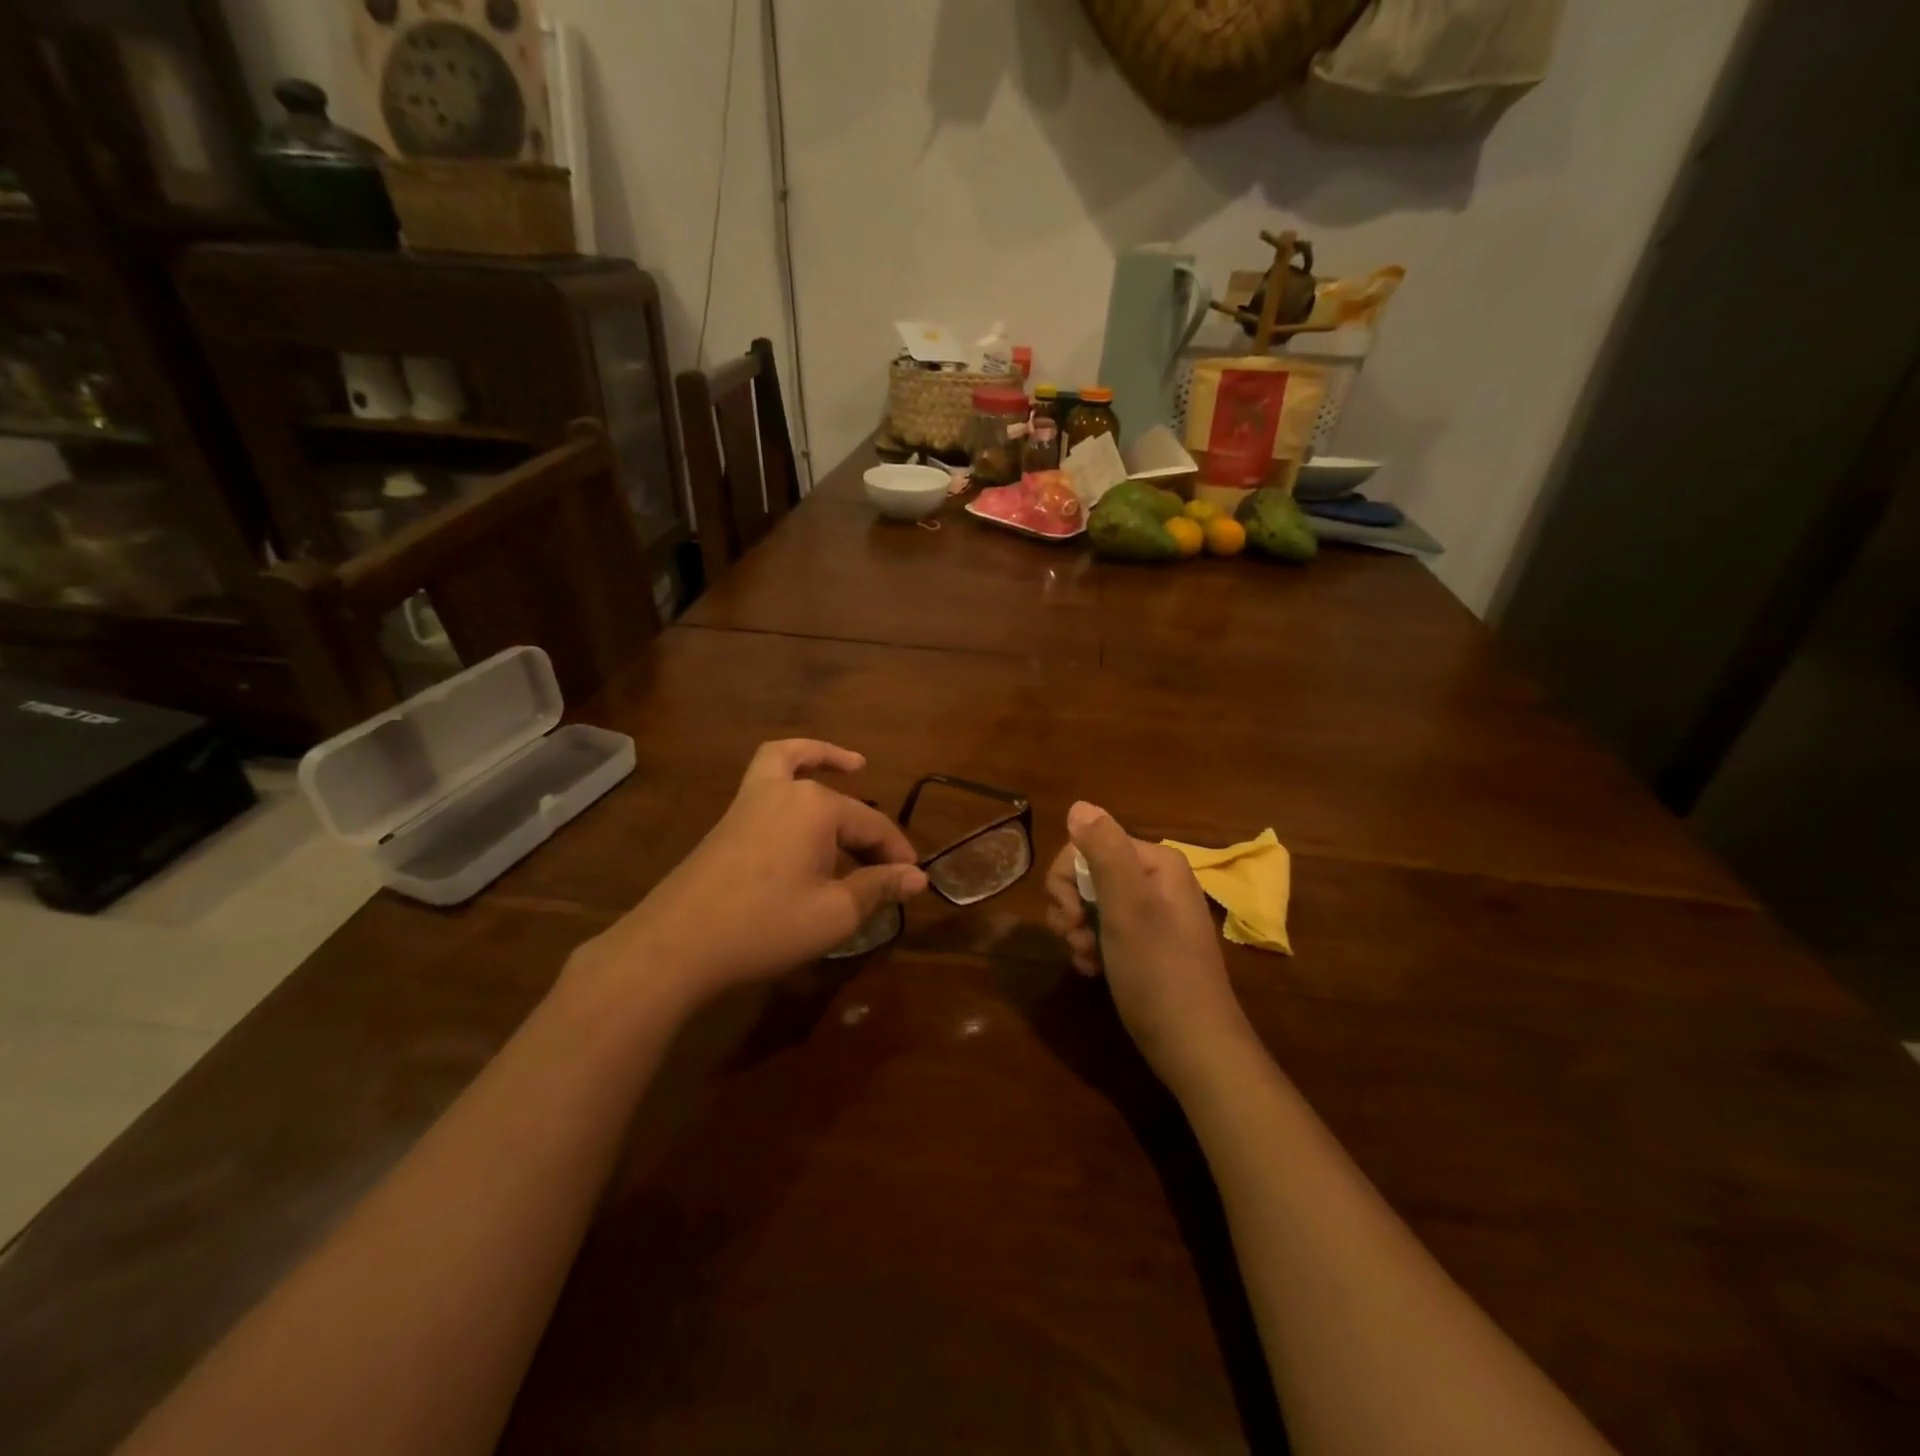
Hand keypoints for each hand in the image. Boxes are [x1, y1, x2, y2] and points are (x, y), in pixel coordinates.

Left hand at [573, 741, 927, 1010]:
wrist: (677, 944)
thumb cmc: (765, 925)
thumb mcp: (835, 913)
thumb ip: (878, 888)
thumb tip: (917, 878)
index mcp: (817, 807)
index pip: (874, 826)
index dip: (897, 856)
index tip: (914, 883)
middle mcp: (786, 790)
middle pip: (842, 803)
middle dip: (871, 832)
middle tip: (889, 867)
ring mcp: (751, 800)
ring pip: (794, 763)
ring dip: (825, 762)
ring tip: (853, 767)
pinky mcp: (730, 818)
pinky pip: (767, 776)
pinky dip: (791, 770)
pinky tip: (799, 797)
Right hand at [1045, 801, 1248, 1085]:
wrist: (1193, 1048)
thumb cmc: (1159, 973)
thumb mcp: (1127, 907)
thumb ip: (1103, 852)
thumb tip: (1078, 804)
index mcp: (1155, 862)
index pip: (1087, 844)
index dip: (1067, 879)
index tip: (1071, 915)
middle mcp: (1154, 880)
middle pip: (1086, 873)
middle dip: (1071, 907)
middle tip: (1077, 939)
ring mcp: (1149, 913)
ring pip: (1088, 904)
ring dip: (1077, 931)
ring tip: (1087, 960)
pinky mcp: (1142, 943)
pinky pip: (1101, 929)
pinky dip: (1089, 948)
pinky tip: (1092, 971)